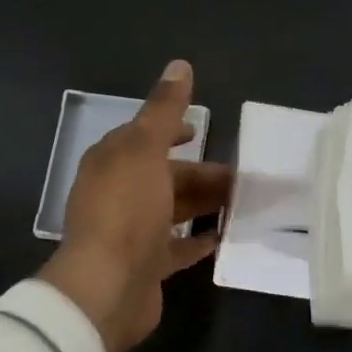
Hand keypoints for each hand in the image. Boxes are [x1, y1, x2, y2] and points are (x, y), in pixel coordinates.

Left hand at [40, 60, 230, 351]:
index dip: (171, 130)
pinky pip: (177, 247)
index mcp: (112, 163)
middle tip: (242, 174)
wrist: (107, 287)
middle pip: (165, 176)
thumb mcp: (145, 149)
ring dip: (204, 203)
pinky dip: (199, 239)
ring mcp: (131, 233)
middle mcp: (118, 194)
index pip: (142, 138)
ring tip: (244, 201)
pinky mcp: (146, 266)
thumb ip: (164, 109)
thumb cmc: (126, 209)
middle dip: (200, 172)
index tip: (200, 129)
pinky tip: (224, 236)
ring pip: (174, 210)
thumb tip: (180, 64)